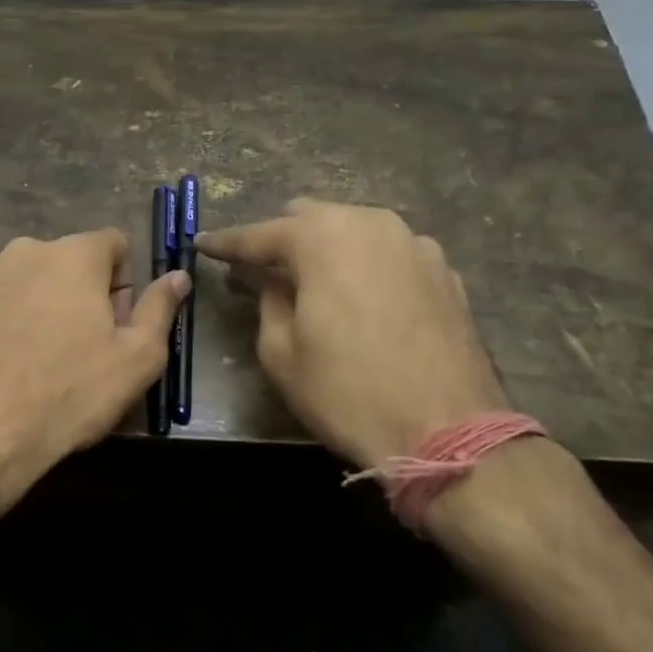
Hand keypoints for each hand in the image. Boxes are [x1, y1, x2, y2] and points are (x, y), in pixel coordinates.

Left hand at [0, 229, 189, 501]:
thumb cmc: (68, 395)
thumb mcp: (137, 360)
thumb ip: (159, 308)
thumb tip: (178, 275)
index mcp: (73, 256)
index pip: (111, 243)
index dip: (119, 281)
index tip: (113, 322)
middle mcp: (22, 250)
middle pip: (60, 260)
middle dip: (71, 291)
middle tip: (70, 345)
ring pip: (14, 278)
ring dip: (26, 302)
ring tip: (22, 355)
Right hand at [196, 199, 507, 469]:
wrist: (449, 432)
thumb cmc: (349, 392)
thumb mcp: (281, 352)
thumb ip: (267, 299)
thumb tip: (266, 277)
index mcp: (324, 237)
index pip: (260, 234)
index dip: (227, 242)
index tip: (203, 244)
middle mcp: (372, 223)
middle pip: (311, 219)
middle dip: (280, 240)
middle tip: (260, 271)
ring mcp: (415, 244)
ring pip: (354, 231)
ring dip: (326, 249)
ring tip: (312, 283)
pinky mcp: (445, 271)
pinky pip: (389, 254)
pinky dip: (365, 266)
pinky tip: (361, 298)